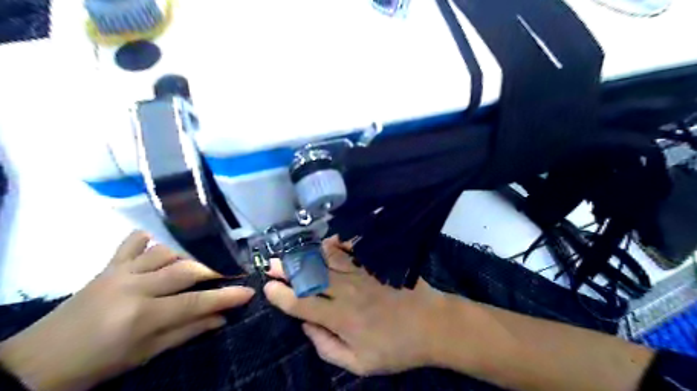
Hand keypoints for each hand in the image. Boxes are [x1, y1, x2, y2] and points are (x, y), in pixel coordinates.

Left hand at [0, 230, 254, 389]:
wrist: (39, 362)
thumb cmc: (99, 364)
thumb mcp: (146, 354)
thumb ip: (187, 332)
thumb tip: (221, 318)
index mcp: (142, 316)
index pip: (197, 301)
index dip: (227, 296)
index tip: (249, 291)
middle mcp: (134, 287)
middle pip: (187, 270)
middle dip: (215, 270)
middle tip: (231, 273)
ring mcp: (120, 272)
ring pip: (167, 252)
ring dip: (189, 256)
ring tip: (202, 264)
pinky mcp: (108, 266)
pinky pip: (132, 243)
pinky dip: (150, 239)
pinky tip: (162, 242)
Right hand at [265, 235, 448, 374]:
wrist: (432, 326)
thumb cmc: (397, 348)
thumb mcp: (360, 364)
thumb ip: (328, 347)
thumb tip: (307, 326)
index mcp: (340, 318)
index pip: (302, 304)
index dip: (281, 296)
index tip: (268, 288)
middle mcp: (346, 292)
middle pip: (310, 278)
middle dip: (287, 270)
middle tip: (272, 264)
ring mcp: (362, 274)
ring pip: (328, 261)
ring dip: (307, 255)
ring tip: (291, 251)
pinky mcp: (376, 264)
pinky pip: (353, 250)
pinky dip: (338, 244)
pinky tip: (327, 241)